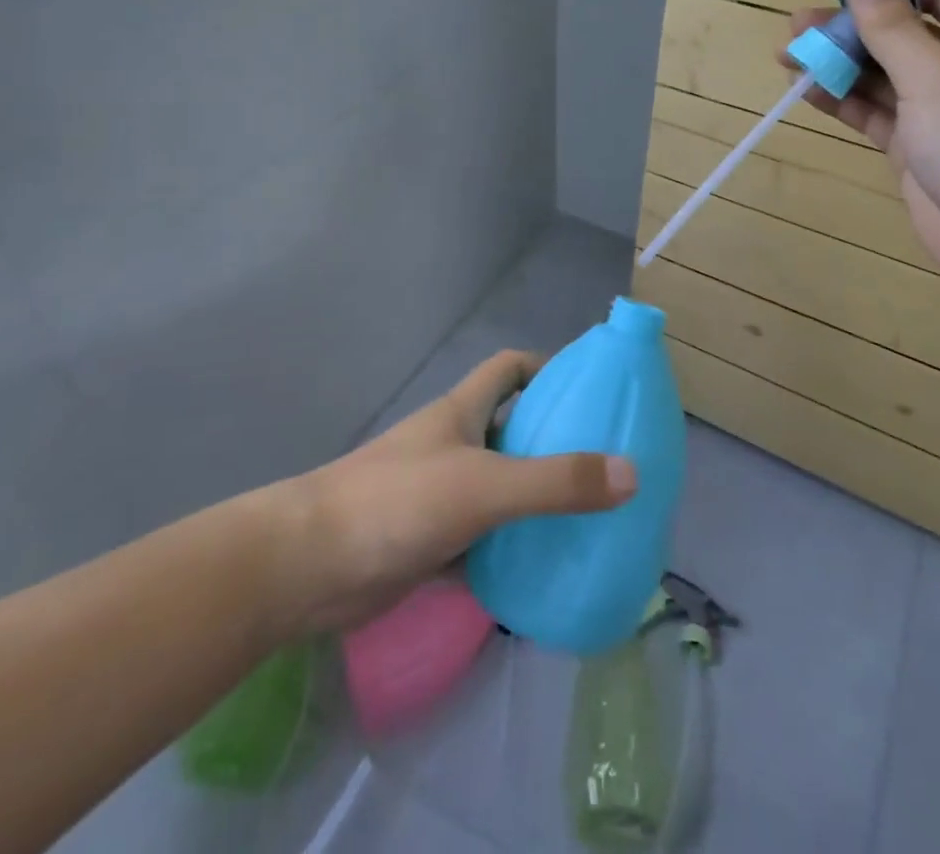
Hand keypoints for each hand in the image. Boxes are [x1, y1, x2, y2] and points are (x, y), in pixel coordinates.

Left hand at [287, 351, 636, 631]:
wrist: (306, 568)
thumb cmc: (398, 502)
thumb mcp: (484, 486)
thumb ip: (556, 482)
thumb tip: (632, 473)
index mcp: (463, 412)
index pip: (510, 369)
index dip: (548, 369)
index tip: (590, 390)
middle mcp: (454, 445)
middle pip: (512, 430)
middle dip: (555, 442)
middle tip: (608, 464)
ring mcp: (440, 495)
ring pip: (500, 488)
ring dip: (536, 501)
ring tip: (591, 519)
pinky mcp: (429, 543)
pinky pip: (483, 540)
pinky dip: (510, 551)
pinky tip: (544, 571)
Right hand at [787, 0, 939, 303]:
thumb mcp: (935, 75)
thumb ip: (892, 26)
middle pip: (904, 33)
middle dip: (851, 27)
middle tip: (797, 23)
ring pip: (884, 75)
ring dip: (839, 63)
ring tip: (787, 54)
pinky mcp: (918, 148)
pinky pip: (876, 113)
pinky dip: (843, 101)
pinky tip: (806, 91)